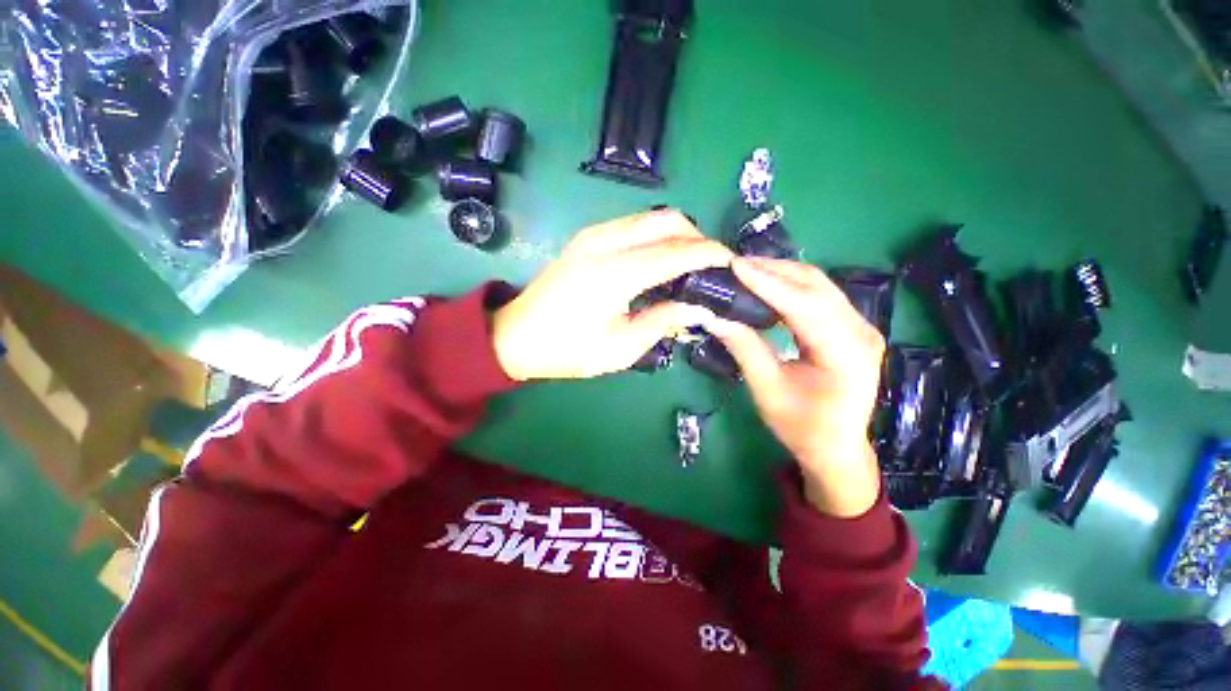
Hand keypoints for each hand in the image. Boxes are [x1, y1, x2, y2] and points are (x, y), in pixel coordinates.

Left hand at [492, 210, 733, 380]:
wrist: (516, 336)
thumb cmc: (567, 350)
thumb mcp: (621, 348)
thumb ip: (664, 321)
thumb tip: (701, 306)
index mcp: (613, 274)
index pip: (676, 251)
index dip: (710, 254)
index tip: (734, 264)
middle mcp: (604, 242)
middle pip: (667, 220)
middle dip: (698, 238)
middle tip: (713, 267)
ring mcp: (593, 234)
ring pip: (651, 218)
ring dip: (679, 235)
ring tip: (692, 265)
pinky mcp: (588, 237)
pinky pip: (634, 225)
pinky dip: (657, 236)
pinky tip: (663, 261)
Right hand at [707, 257, 884, 517]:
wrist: (836, 446)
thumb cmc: (801, 426)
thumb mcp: (767, 390)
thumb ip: (745, 349)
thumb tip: (714, 316)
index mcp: (845, 353)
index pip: (803, 304)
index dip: (767, 282)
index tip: (735, 265)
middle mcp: (861, 332)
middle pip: (815, 286)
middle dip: (773, 270)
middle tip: (736, 264)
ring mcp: (861, 327)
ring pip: (819, 285)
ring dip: (782, 274)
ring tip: (748, 270)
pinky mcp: (852, 327)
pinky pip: (821, 295)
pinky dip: (791, 286)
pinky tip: (769, 286)